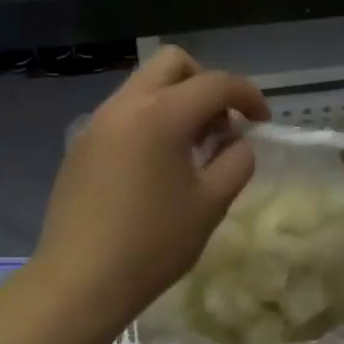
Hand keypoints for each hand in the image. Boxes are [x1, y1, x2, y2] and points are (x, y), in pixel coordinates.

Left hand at [32, 46, 268, 333]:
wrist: (79, 280)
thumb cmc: (152, 244)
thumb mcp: (211, 204)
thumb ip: (236, 160)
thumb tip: (235, 141)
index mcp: (161, 114)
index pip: (215, 83)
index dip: (248, 96)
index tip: (263, 122)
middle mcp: (125, 104)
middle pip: (172, 63)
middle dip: (206, 83)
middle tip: (220, 125)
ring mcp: (97, 121)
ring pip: (144, 85)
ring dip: (176, 101)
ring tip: (190, 149)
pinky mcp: (81, 143)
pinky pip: (123, 112)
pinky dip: (150, 119)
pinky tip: (155, 165)